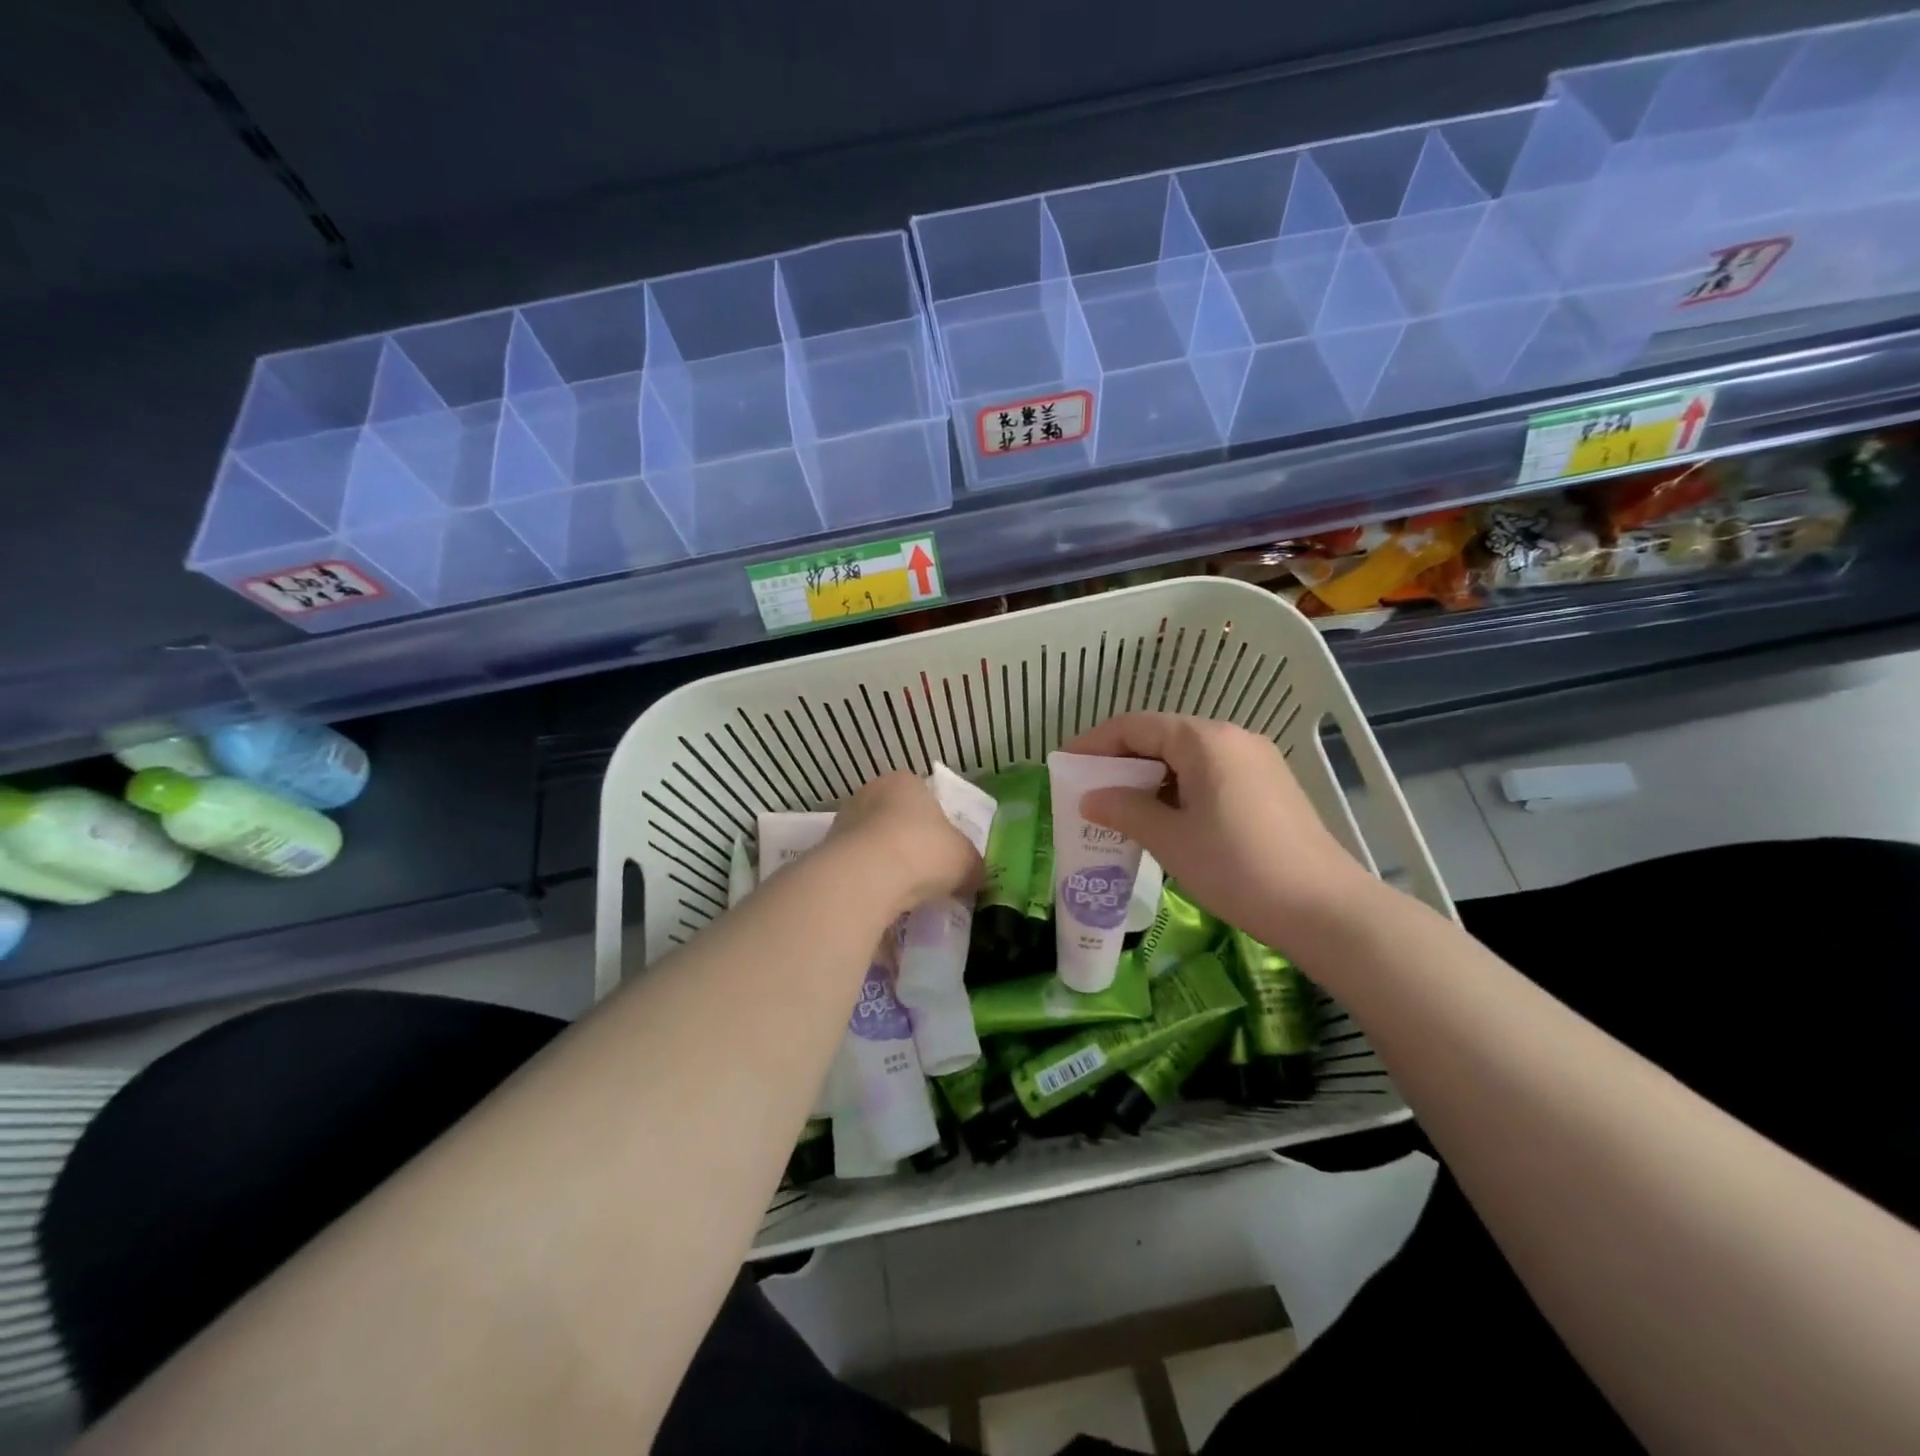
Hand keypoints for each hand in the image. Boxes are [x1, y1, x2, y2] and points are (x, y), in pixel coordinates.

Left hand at [826, 771, 981, 920]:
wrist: (865, 877)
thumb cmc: (923, 850)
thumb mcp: (965, 859)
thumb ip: (971, 864)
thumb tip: (975, 877)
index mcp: (905, 781)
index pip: (924, 796)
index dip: (937, 824)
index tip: (944, 852)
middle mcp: (870, 793)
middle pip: (895, 819)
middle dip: (909, 844)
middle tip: (926, 874)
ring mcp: (843, 821)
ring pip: (873, 844)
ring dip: (886, 865)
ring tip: (904, 894)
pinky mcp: (826, 853)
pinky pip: (856, 868)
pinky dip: (868, 882)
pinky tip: (881, 902)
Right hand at [1063, 713, 1380, 950]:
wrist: (1324, 909)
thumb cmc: (1237, 867)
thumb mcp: (1170, 839)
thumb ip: (1125, 810)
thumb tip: (1090, 798)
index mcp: (1205, 740)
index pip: (1135, 726)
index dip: (1094, 743)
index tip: (1066, 767)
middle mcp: (1232, 738)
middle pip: (1161, 737)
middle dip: (1120, 762)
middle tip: (1089, 792)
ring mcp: (1256, 761)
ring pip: (1186, 758)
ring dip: (1149, 778)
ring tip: (1121, 810)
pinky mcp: (1269, 786)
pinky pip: (1210, 775)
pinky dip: (1178, 789)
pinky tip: (1165, 820)